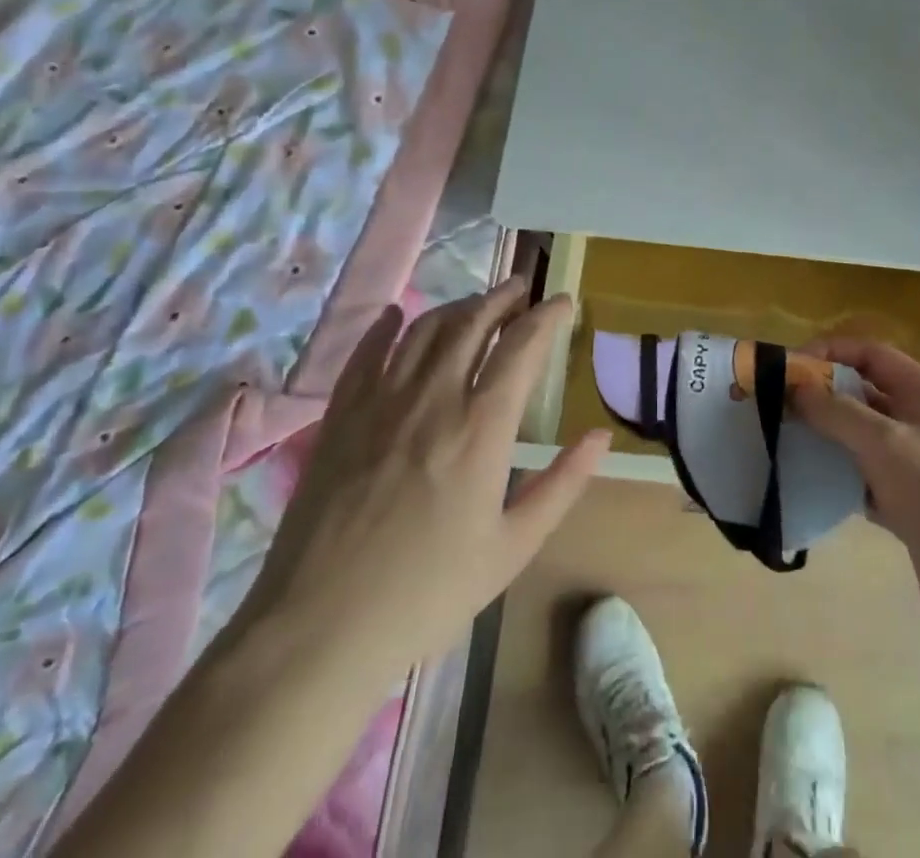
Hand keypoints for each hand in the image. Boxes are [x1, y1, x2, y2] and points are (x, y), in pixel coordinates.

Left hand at [233, 278, 607, 674]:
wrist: (318, 630)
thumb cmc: (427, 594)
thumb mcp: (512, 548)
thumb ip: (562, 484)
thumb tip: (601, 436)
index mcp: (482, 427)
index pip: (522, 346)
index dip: (546, 315)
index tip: (563, 300)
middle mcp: (434, 398)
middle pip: (472, 323)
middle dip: (502, 298)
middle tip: (521, 288)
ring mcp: (381, 402)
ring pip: (424, 330)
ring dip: (456, 307)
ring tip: (476, 304)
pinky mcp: (340, 417)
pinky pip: (366, 354)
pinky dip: (386, 327)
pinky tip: (397, 316)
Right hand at [792, 340, 919, 651]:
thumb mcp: (887, 444)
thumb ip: (838, 412)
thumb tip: (795, 388)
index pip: (872, 354)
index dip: (831, 352)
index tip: (790, 367)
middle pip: (864, 394)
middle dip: (823, 396)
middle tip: (778, 406)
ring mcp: (916, 464)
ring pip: (861, 437)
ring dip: (827, 436)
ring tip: (784, 440)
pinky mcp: (908, 503)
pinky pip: (864, 477)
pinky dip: (839, 476)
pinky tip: (809, 482)